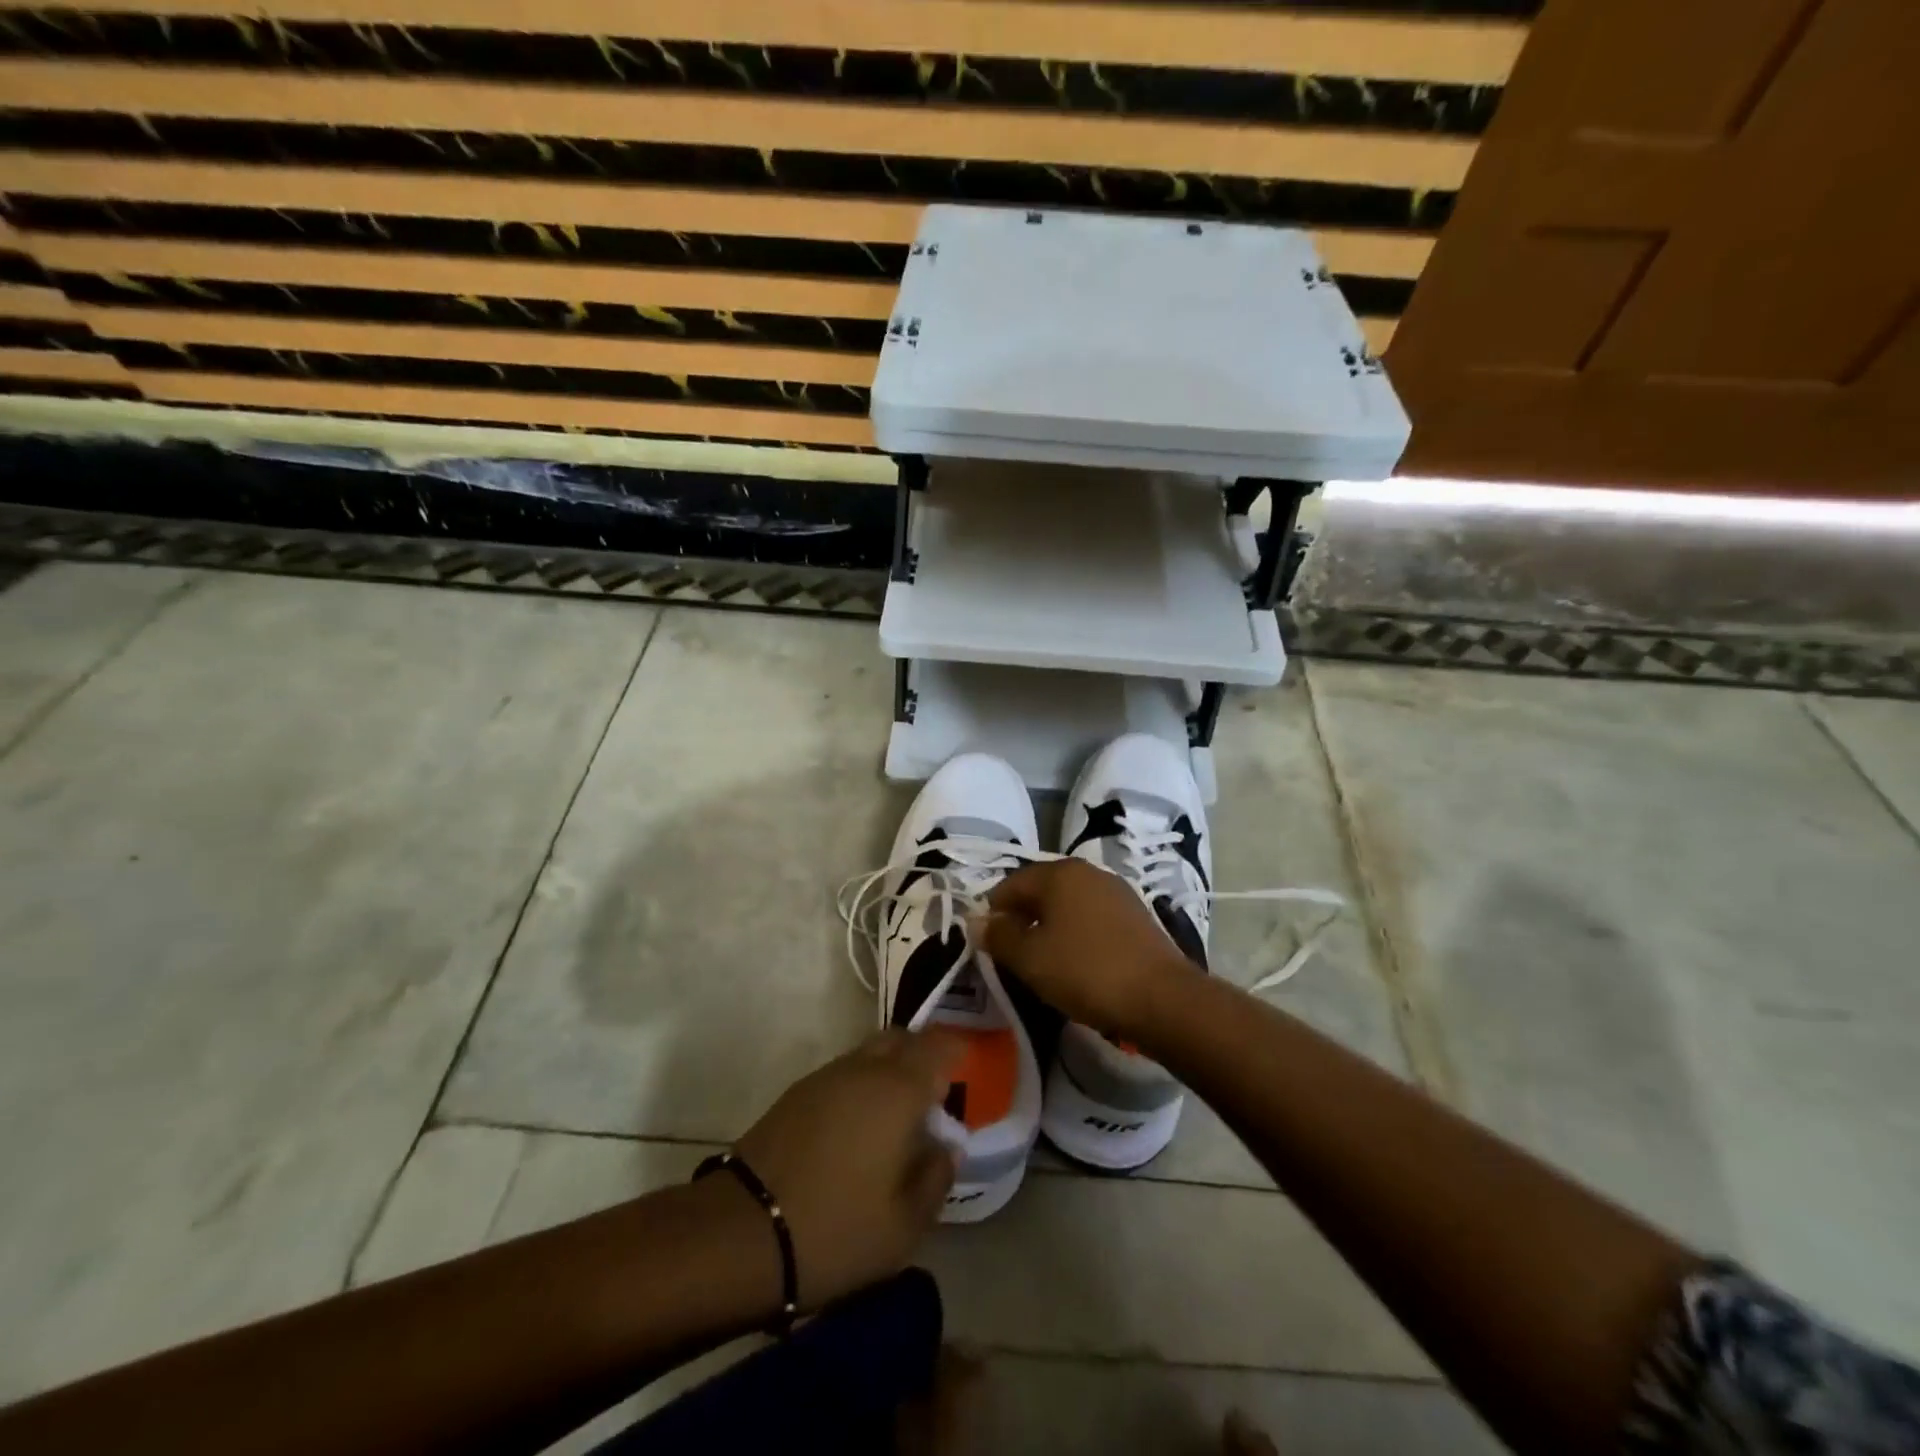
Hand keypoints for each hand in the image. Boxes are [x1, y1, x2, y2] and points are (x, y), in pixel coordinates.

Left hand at [734, 1029, 962, 1308]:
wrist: (741, 1232)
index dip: (957, 1050)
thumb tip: (946, 1146)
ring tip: (897, 1116)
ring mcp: (825, 1077)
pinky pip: (843, 1073)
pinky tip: (858, 1128)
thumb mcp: (904, 1225)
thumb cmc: (836, 1229)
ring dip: (889, 1070)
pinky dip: (861, 1085)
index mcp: (897, 1090)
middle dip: (923, 1055)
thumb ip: (935, 1178)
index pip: (938, 1046)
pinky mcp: (795, 1094)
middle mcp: (863, 1069)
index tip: (969, 1070)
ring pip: (869, 1054)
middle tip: (935, 1094)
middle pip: (901, 1039)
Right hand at [980, 859, 1192, 1041]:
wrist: (1162, 998)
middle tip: (1012, 955)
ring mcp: (1116, 891)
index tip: (987, 945)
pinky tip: (1076, 963)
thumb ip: (999, 937)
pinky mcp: (1136, 915)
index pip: (1011, 884)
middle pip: (1040, 891)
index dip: (993, 913)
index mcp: (1059, 873)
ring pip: (1067, 905)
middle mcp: (1088, 872)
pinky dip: (1076, 935)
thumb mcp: (1030, 959)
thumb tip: (978, 922)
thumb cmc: (1086, 972)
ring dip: (1049, 928)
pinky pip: (1091, 918)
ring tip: (1042, 962)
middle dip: (1022, 919)